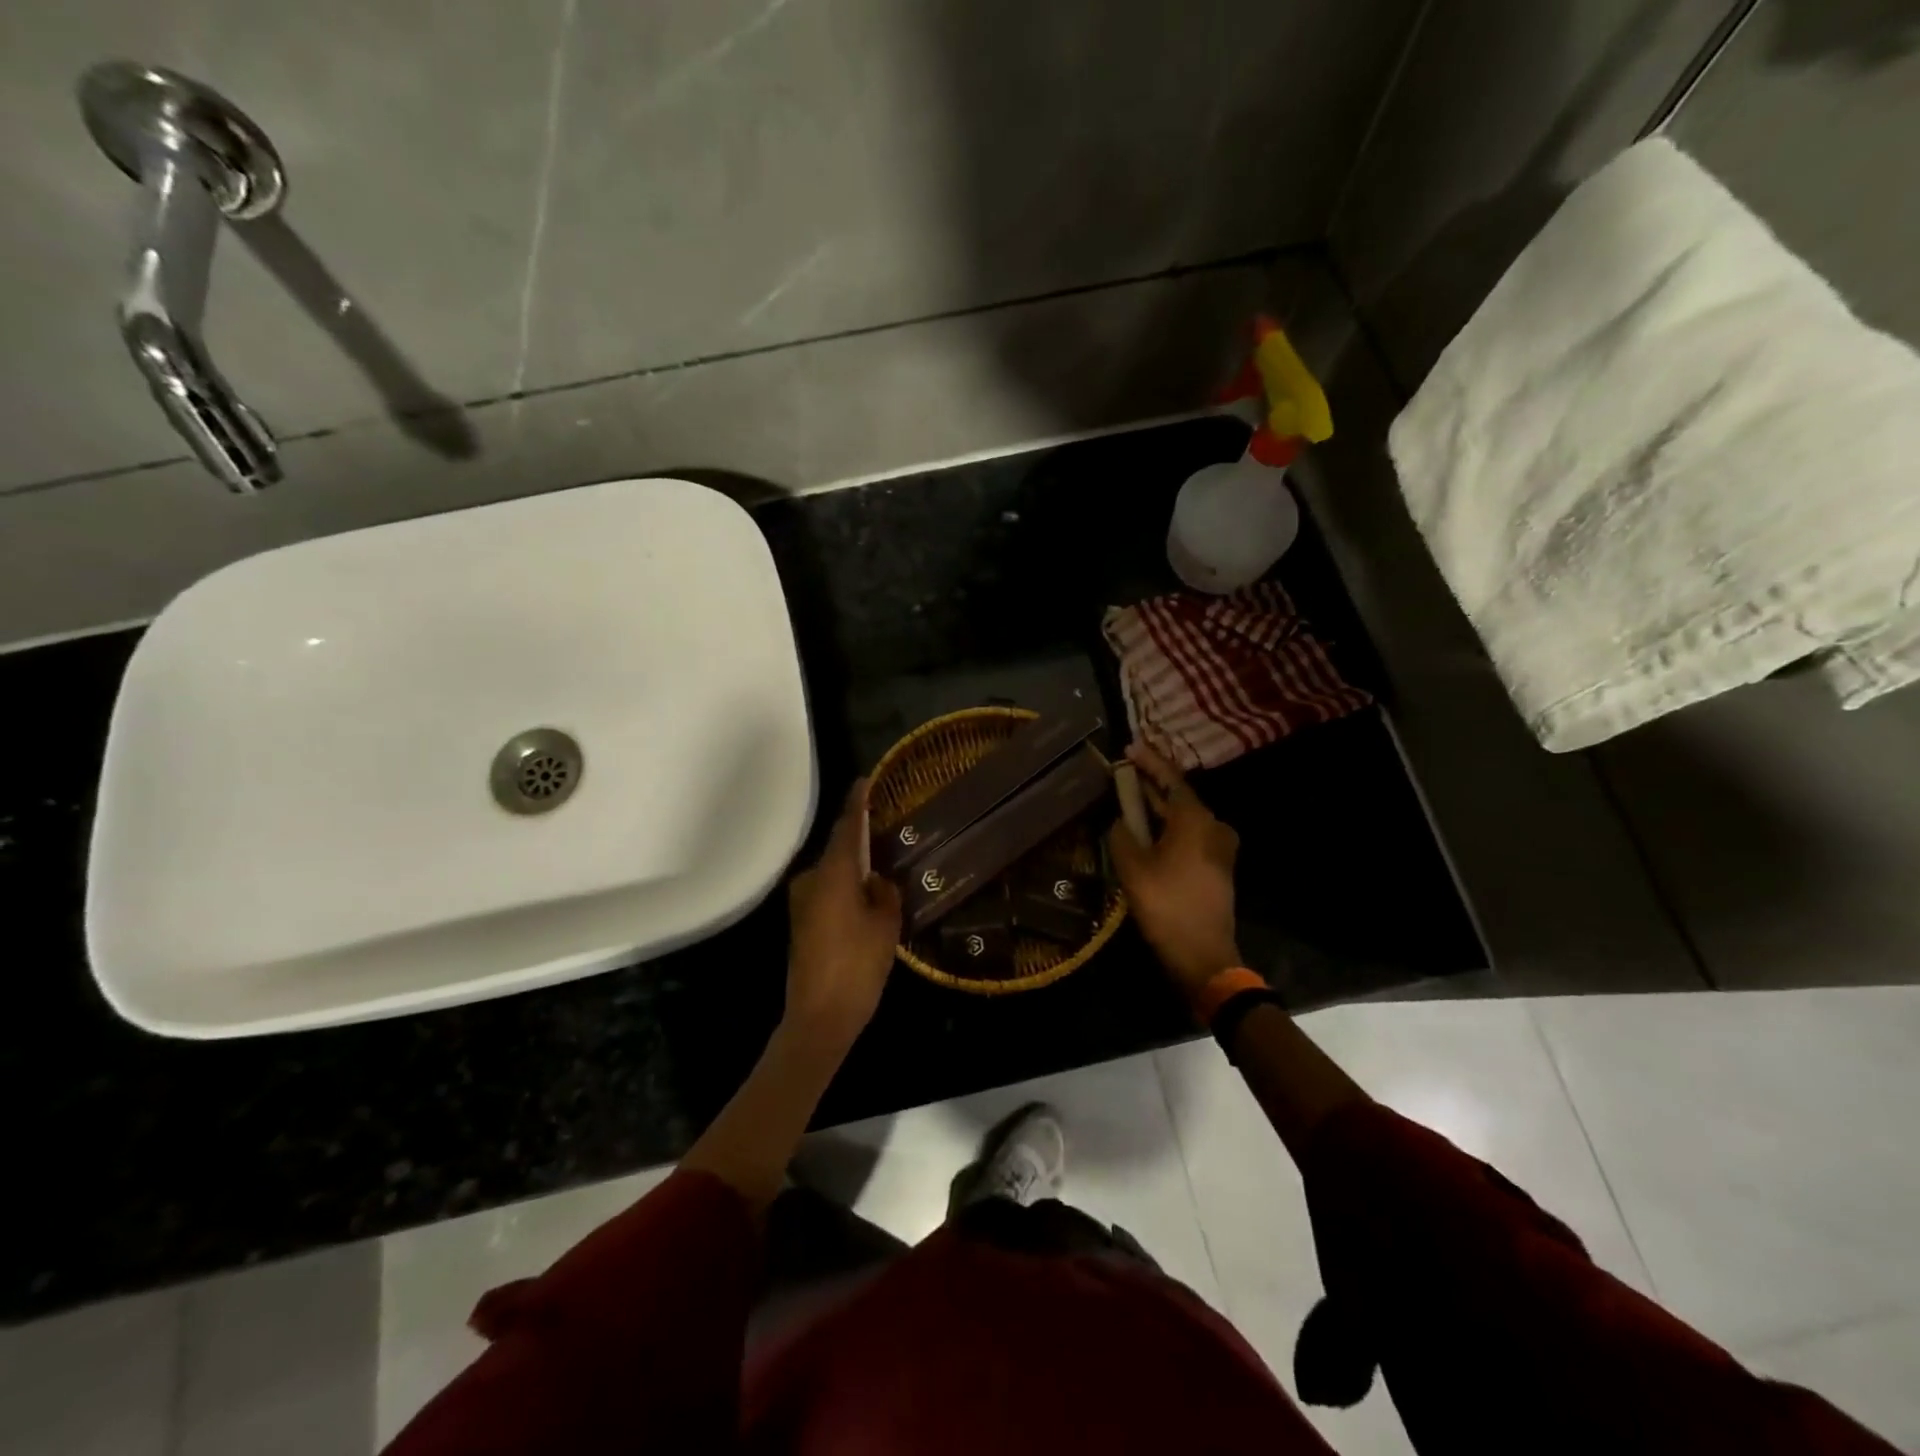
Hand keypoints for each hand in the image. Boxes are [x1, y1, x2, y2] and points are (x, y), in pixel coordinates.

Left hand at [784, 779, 903, 1054]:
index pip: (847, 826)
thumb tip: (878, 880)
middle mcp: (811, 880)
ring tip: (882, 860)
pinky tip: (866, 891)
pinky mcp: (802, 922)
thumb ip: (885, 893)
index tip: (865, 780)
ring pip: (833, 871)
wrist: (819, 1017)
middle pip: (838, 848)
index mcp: (833, 873)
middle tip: (886, 825)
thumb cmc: (857, 966)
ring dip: (853, 864)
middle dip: (859, 835)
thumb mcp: (886, 926)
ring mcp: (802, 902)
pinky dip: (845, 885)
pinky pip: (828, 890)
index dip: (857, 802)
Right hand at [1107, 744, 1241, 997]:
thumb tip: (1121, 822)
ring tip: (1129, 799)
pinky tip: (1146, 831)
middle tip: (1124, 772)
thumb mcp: (1132, 867)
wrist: (1202, 954)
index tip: (1130, 746)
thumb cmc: (1166, 904)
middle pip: (1177, 797)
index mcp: (1195, 819)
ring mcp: (1219, 848)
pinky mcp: (1216, 866)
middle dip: (1150, 784)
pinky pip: (1188, 836)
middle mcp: (1213, 826)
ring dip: (1157, 808)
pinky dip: (1167, 828)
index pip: (1169, 779)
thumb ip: (1122, 834)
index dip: (1148, 762)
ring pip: (1182, 818)